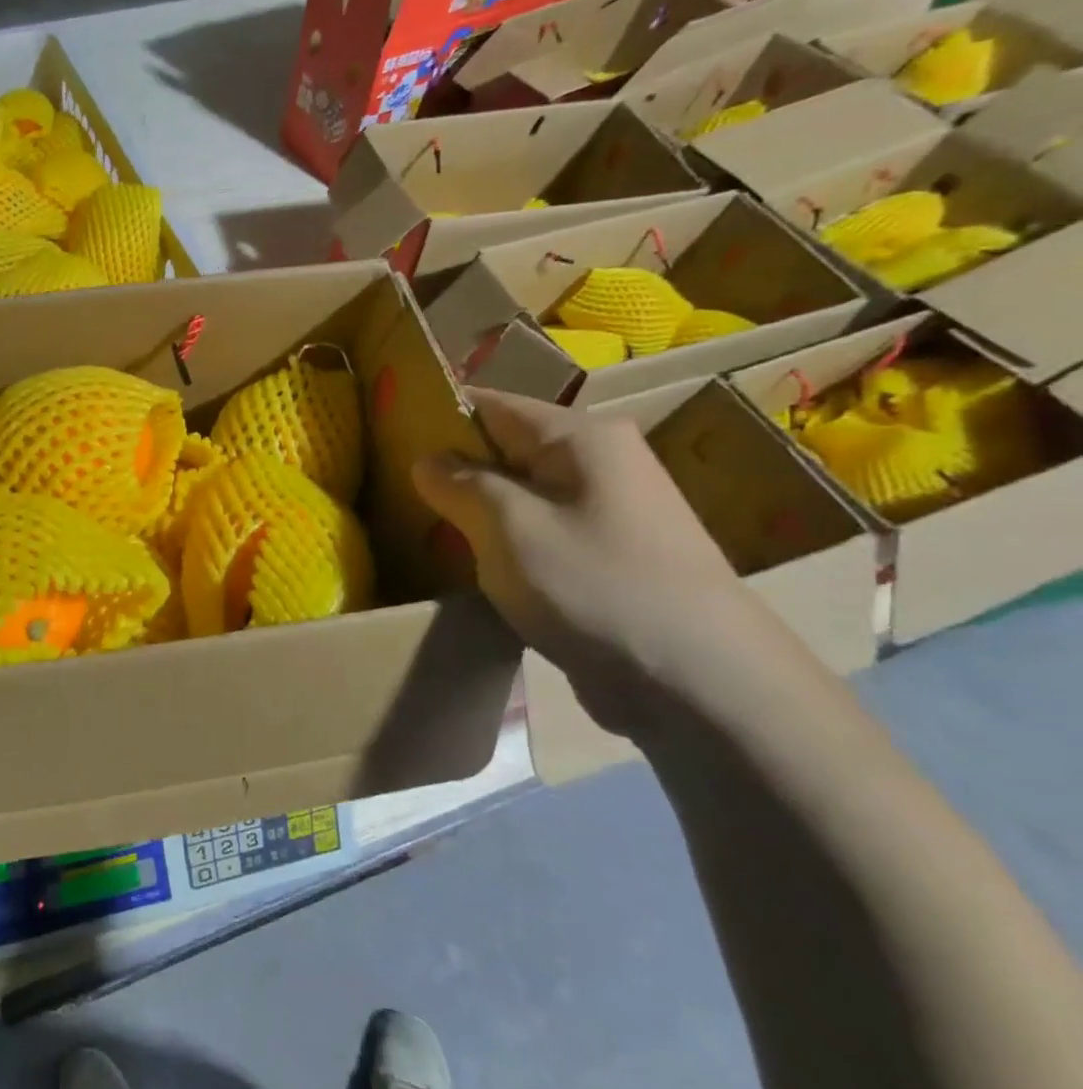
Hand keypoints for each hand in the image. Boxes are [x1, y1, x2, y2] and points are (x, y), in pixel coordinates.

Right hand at [413, 390, 754, 739]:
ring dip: (477, 512)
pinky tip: (475, 567)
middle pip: (506, 449)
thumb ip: (459, 484)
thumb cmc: (594, 585)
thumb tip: (428, 460)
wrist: (700, 684)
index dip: (437, 416)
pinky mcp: (610, 558)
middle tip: (397, 494)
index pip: (490, 404)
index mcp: (580, 436)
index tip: (387, 438)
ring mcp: (610, 512)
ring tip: (426, 531)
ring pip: (521, 495)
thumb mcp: (508, 527)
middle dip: (453, 470)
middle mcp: (600, 462)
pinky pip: (541, 533)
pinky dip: (506, 543)